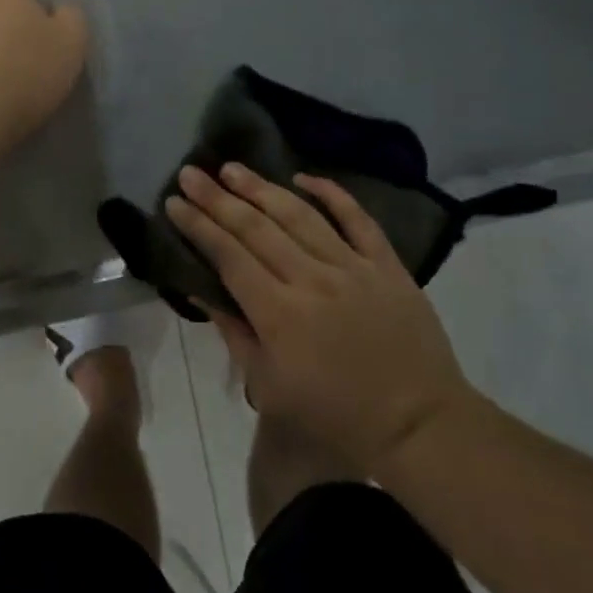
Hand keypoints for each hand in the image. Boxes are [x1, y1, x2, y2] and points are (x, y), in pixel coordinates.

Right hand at [166, 163, 478, 471]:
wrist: (418, 424)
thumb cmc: (336, 415)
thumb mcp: (271, 387)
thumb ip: (234, 333)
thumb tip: (201, 290)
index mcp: (279, 314)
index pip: (228, 256)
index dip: (198, 226)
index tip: (174, 202)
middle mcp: (311, 279)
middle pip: (256, 228)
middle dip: (218, 198)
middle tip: (191, 173)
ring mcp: (352, 267)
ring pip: (299, 215)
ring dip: (261, 188)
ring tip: (232, 168)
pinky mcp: (386, 264)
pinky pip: (357, 218)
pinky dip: (330, 193)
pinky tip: (302, 177)